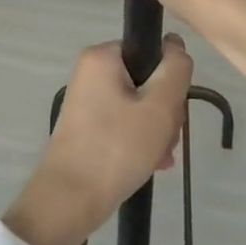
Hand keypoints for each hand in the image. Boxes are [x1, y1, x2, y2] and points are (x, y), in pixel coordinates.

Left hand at [2, 37, 193, 244]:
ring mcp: (87, 99)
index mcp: (102, 57)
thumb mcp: (160, 107)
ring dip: (156, 130)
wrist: (69, 200)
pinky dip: (140, 140)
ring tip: (159, 158)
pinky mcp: (87, 125)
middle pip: (147, 80)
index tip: (172, 111)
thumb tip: (175, 44)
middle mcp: (91, 72)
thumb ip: (176, 70)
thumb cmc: (116, 148)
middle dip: (165, 112)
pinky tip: (151, 164)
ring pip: (139, 105)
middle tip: (166, 139)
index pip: (152, 52)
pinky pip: (124, 122)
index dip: (169, 80)